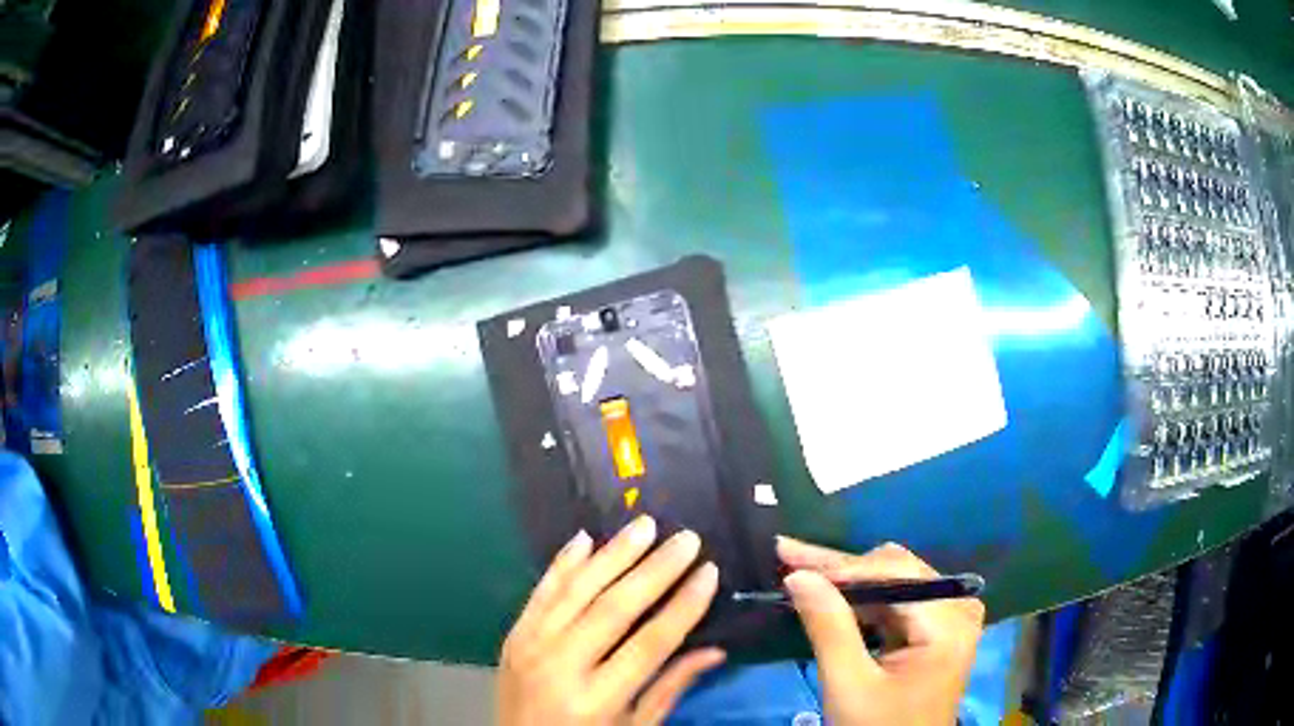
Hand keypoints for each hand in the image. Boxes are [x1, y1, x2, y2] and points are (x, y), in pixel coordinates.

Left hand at [497, 516, 725, 725]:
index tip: (709, 571)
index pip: (649, 644)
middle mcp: (561, 667)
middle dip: (655, 570)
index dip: (683, 606)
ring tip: (644, 526)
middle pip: (613, 609)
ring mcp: (530, 646)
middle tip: (685, 538)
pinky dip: (563, 564)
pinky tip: (584, 539)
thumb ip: (670, 688)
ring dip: (613, 555)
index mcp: (597, 699)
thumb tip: (715, 650)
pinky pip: (541, 592)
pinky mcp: (514, 636)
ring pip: (577, 591)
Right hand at [778, 538, 984, 725]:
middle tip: (788, 557)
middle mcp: (958, 609)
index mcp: (948, 625)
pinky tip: (830, 594)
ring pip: (894, 581)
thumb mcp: (848, 684)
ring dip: (847, 581)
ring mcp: (952, 618)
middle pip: (896, 571)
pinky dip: (861, 600)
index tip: (789, 558)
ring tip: (801, 572)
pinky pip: (898, 600)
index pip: (895, 573)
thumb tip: (799, 575)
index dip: (840, 566)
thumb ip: (828, 627)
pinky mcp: (939, 629)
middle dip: (840, 569)